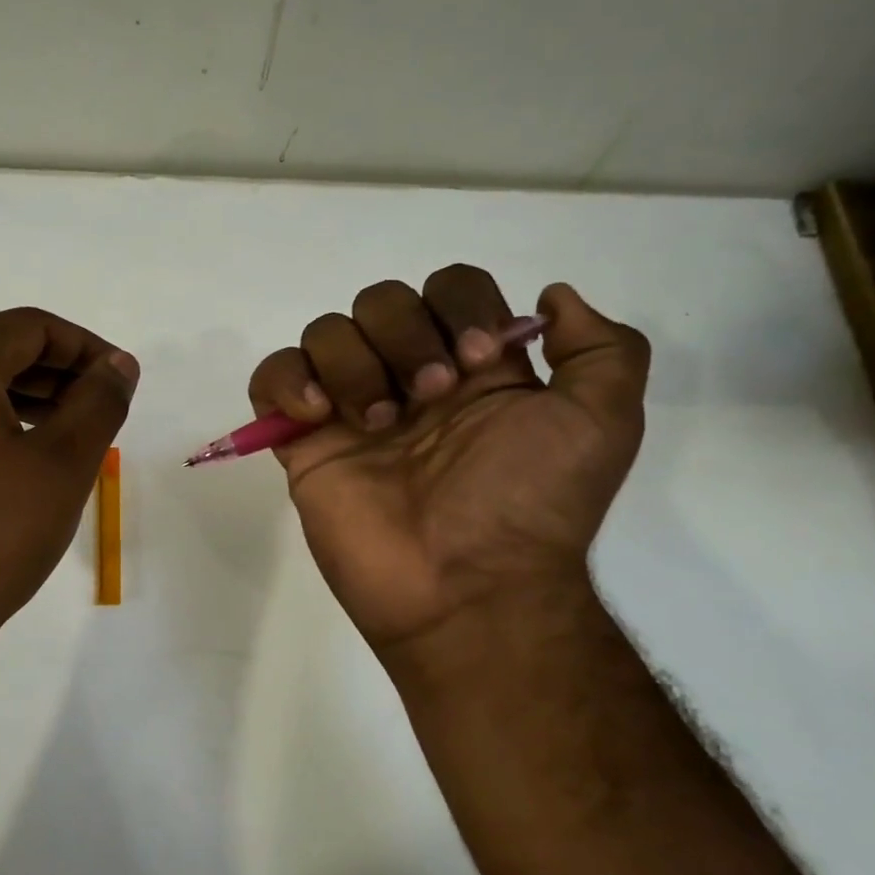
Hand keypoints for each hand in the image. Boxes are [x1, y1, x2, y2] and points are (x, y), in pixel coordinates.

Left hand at [0, 308, 137, 724]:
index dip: (86, 346)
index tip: (120, 380)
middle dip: (58, 374)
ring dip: (26, 402)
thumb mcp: (63, 463)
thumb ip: (99, 402)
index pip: (30, 326)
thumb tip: (119, 364)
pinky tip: (19, 467)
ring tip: (69, 437)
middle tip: (101, 410)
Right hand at [247, 266, 647, 657]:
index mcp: (473, 368)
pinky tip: (318, 416)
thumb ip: (603, 348)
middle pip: (381, 300)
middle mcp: (408, 378)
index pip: (450, 288)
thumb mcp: (603, 422)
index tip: (479, 360)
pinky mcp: (303, 442)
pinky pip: (271, 378)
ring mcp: (350, 408)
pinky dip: (286, 381)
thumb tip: (551, 297)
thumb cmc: (531, 502)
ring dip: (353, 364)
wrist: (466, 586)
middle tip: (430, 397)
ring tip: (377, 423)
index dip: (459, 306)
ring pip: (326, 332)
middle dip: (405, 335)